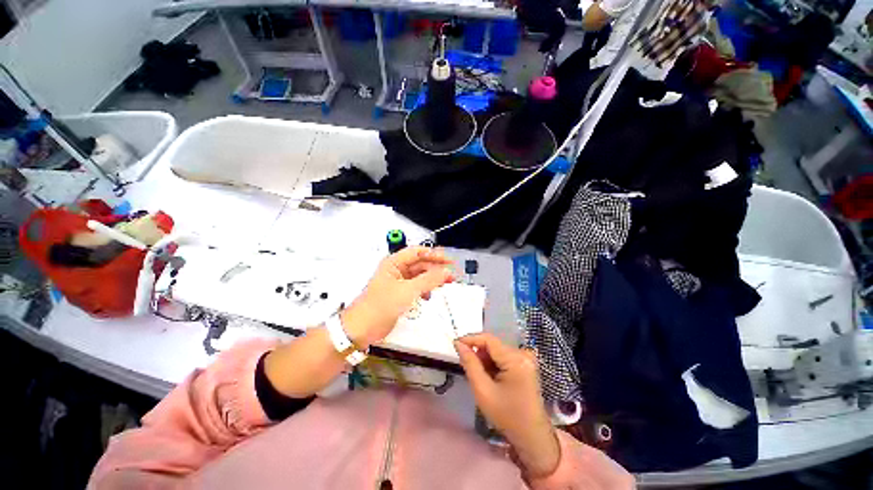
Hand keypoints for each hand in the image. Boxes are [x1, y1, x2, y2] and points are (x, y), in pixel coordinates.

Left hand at [342, 246, 453, 347]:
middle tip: (450, 276)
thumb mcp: (407, 291)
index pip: (418, 252)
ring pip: (420, 276)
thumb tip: (445, 272)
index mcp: (394, 262)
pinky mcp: (400, 294)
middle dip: (436, 269)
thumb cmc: (380, 306)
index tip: (449, 261)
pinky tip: (429, 296)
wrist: (363, 328)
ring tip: (444, 284)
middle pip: (420, 264)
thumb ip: (428, 280)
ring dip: (432, 280)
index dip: (434, 254)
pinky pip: (417, 287)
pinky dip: (425, 290)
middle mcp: (396, 270)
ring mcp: (399, 282)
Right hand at [454, 333, 559, 478]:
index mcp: (515, 359)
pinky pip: (503, 357)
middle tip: (468, 369)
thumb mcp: (483, 391)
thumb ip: (470, 364)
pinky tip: (491, 379)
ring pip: (497, 351)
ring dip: (485, 360)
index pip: (488, 339)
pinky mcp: (525, 364)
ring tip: (481, 378)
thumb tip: (459, 343)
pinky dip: (493, 364)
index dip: (470, 339)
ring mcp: (526, 358)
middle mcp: (523, 354)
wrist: (532, 437)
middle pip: (493, 345)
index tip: (455, 344)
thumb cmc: (507, 416)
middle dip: (478, 354)